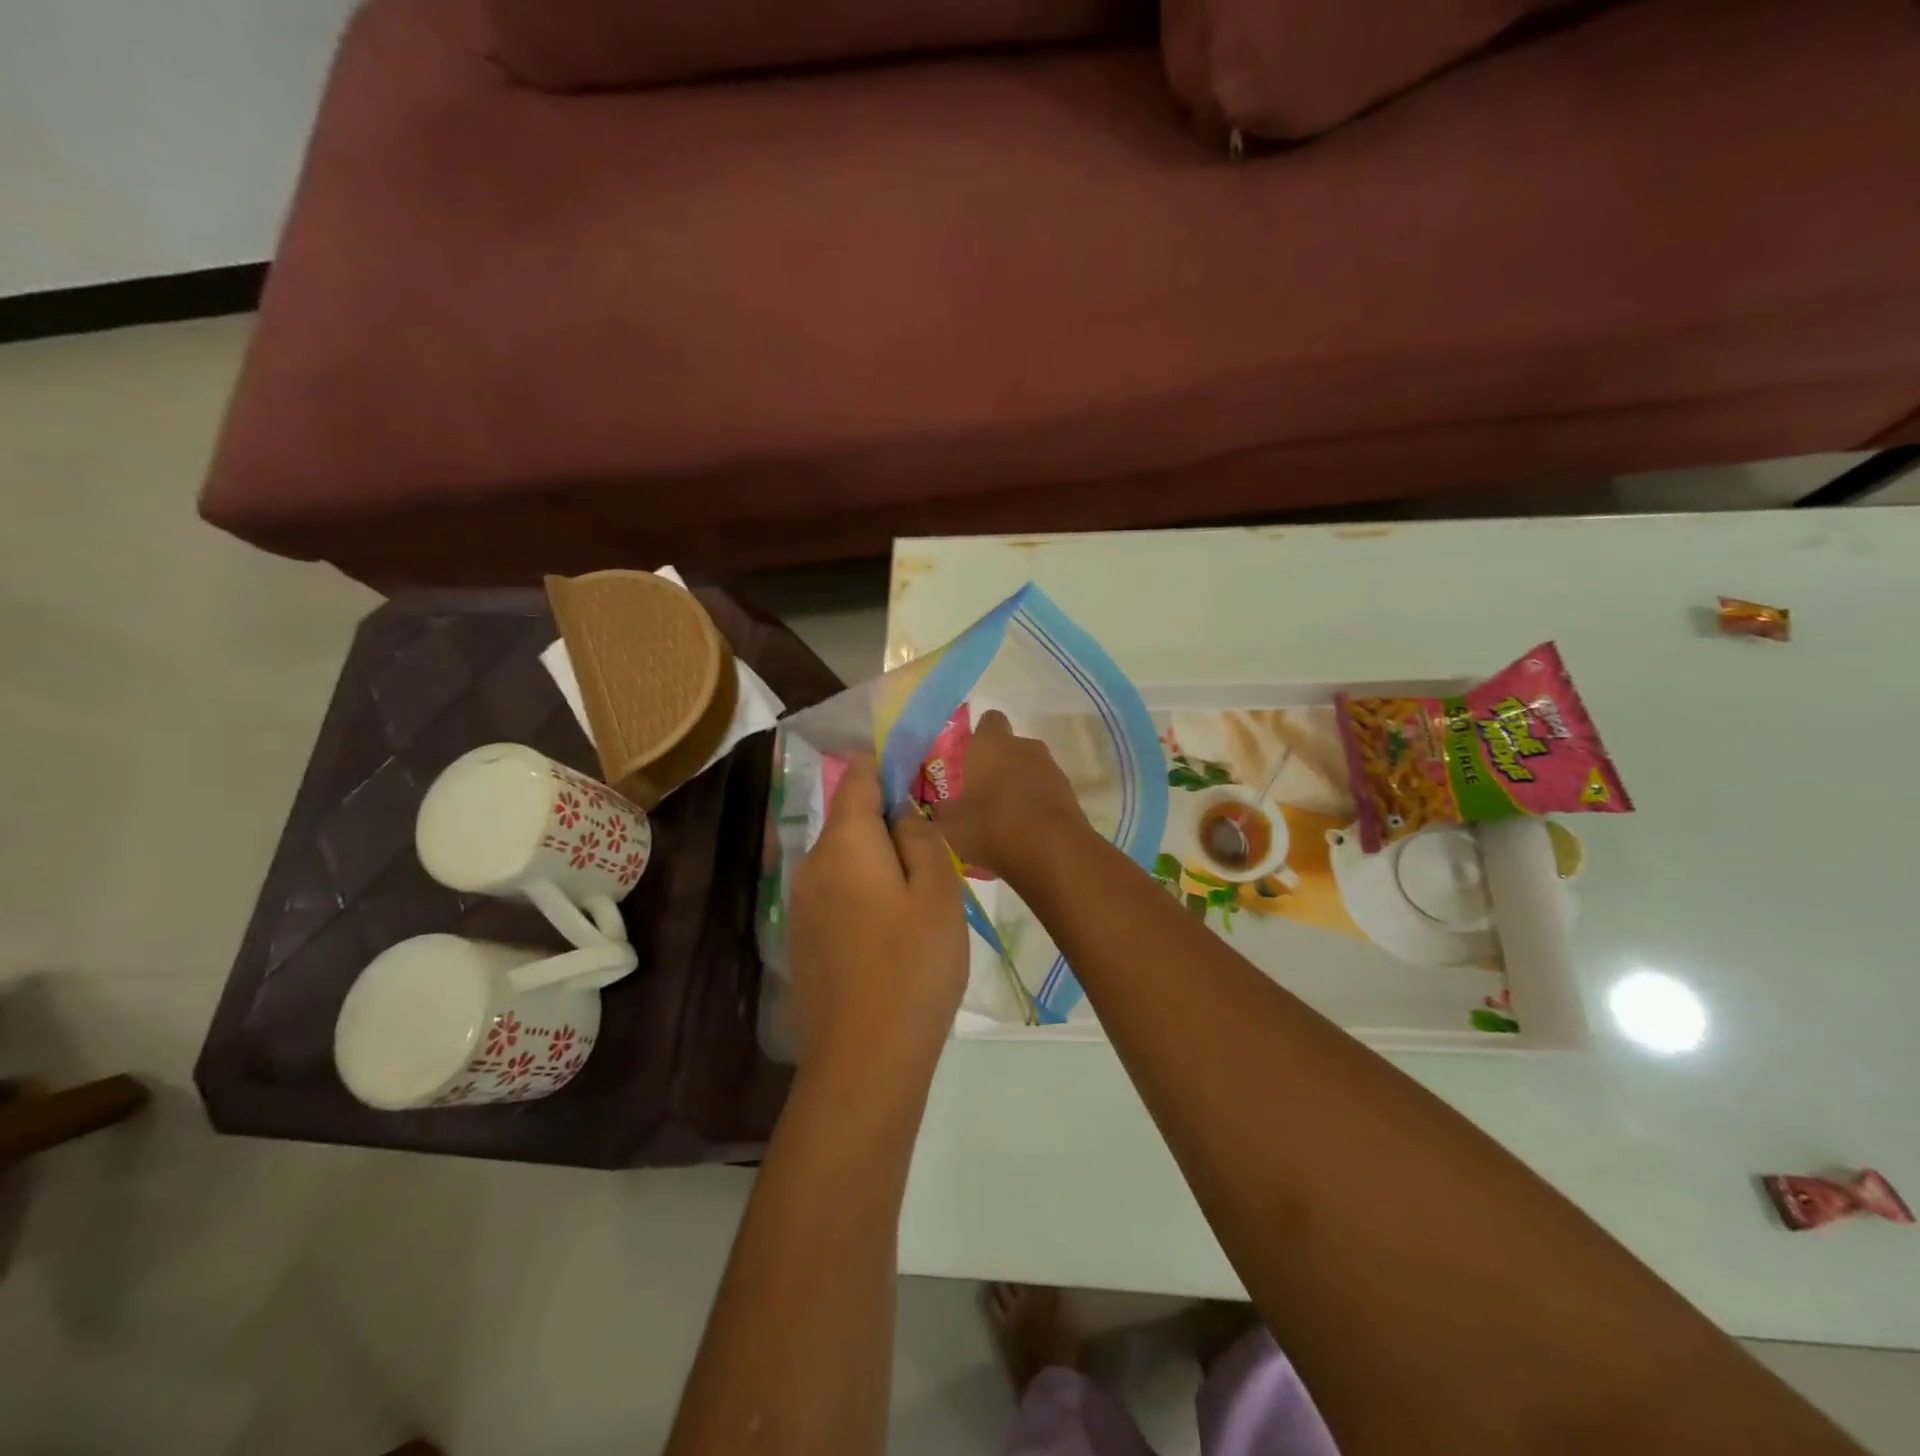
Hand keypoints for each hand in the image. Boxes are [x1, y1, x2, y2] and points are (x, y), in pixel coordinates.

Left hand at [789, 755, 966, 1082]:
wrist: (865, 1058)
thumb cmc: (914, 966)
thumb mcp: (938, 892)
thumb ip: (921, 838)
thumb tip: (902, 811)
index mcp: (845, 843)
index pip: (858, 779)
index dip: (885, 765)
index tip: (917, 769)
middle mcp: (812, 864)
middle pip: (849, 819)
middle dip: (887, 818)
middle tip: (933, 841)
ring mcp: (801, 903)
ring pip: (843, 858)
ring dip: (877, 858)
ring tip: (919, 886)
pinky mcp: (803, 937)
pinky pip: (835, 891)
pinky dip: (863, 888)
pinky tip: (891, 924)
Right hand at [933, 710, 1087, 882]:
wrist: (1053, 850)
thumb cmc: (993, 826)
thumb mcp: (954, 826)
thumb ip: (945, 812)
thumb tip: (941, 807)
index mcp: (991, 744)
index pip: (988, 721)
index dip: (979, 736)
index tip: (969, 758)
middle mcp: (1023, 746)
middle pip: (1009, 747)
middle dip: (998, 765)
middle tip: (981, 793)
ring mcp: (1051, 768)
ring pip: (1029, 769)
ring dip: (1018, 785)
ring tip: (1003, 817)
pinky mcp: (1069, 792)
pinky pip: (1045, 791)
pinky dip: (1036, 804)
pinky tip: (1025, 830)